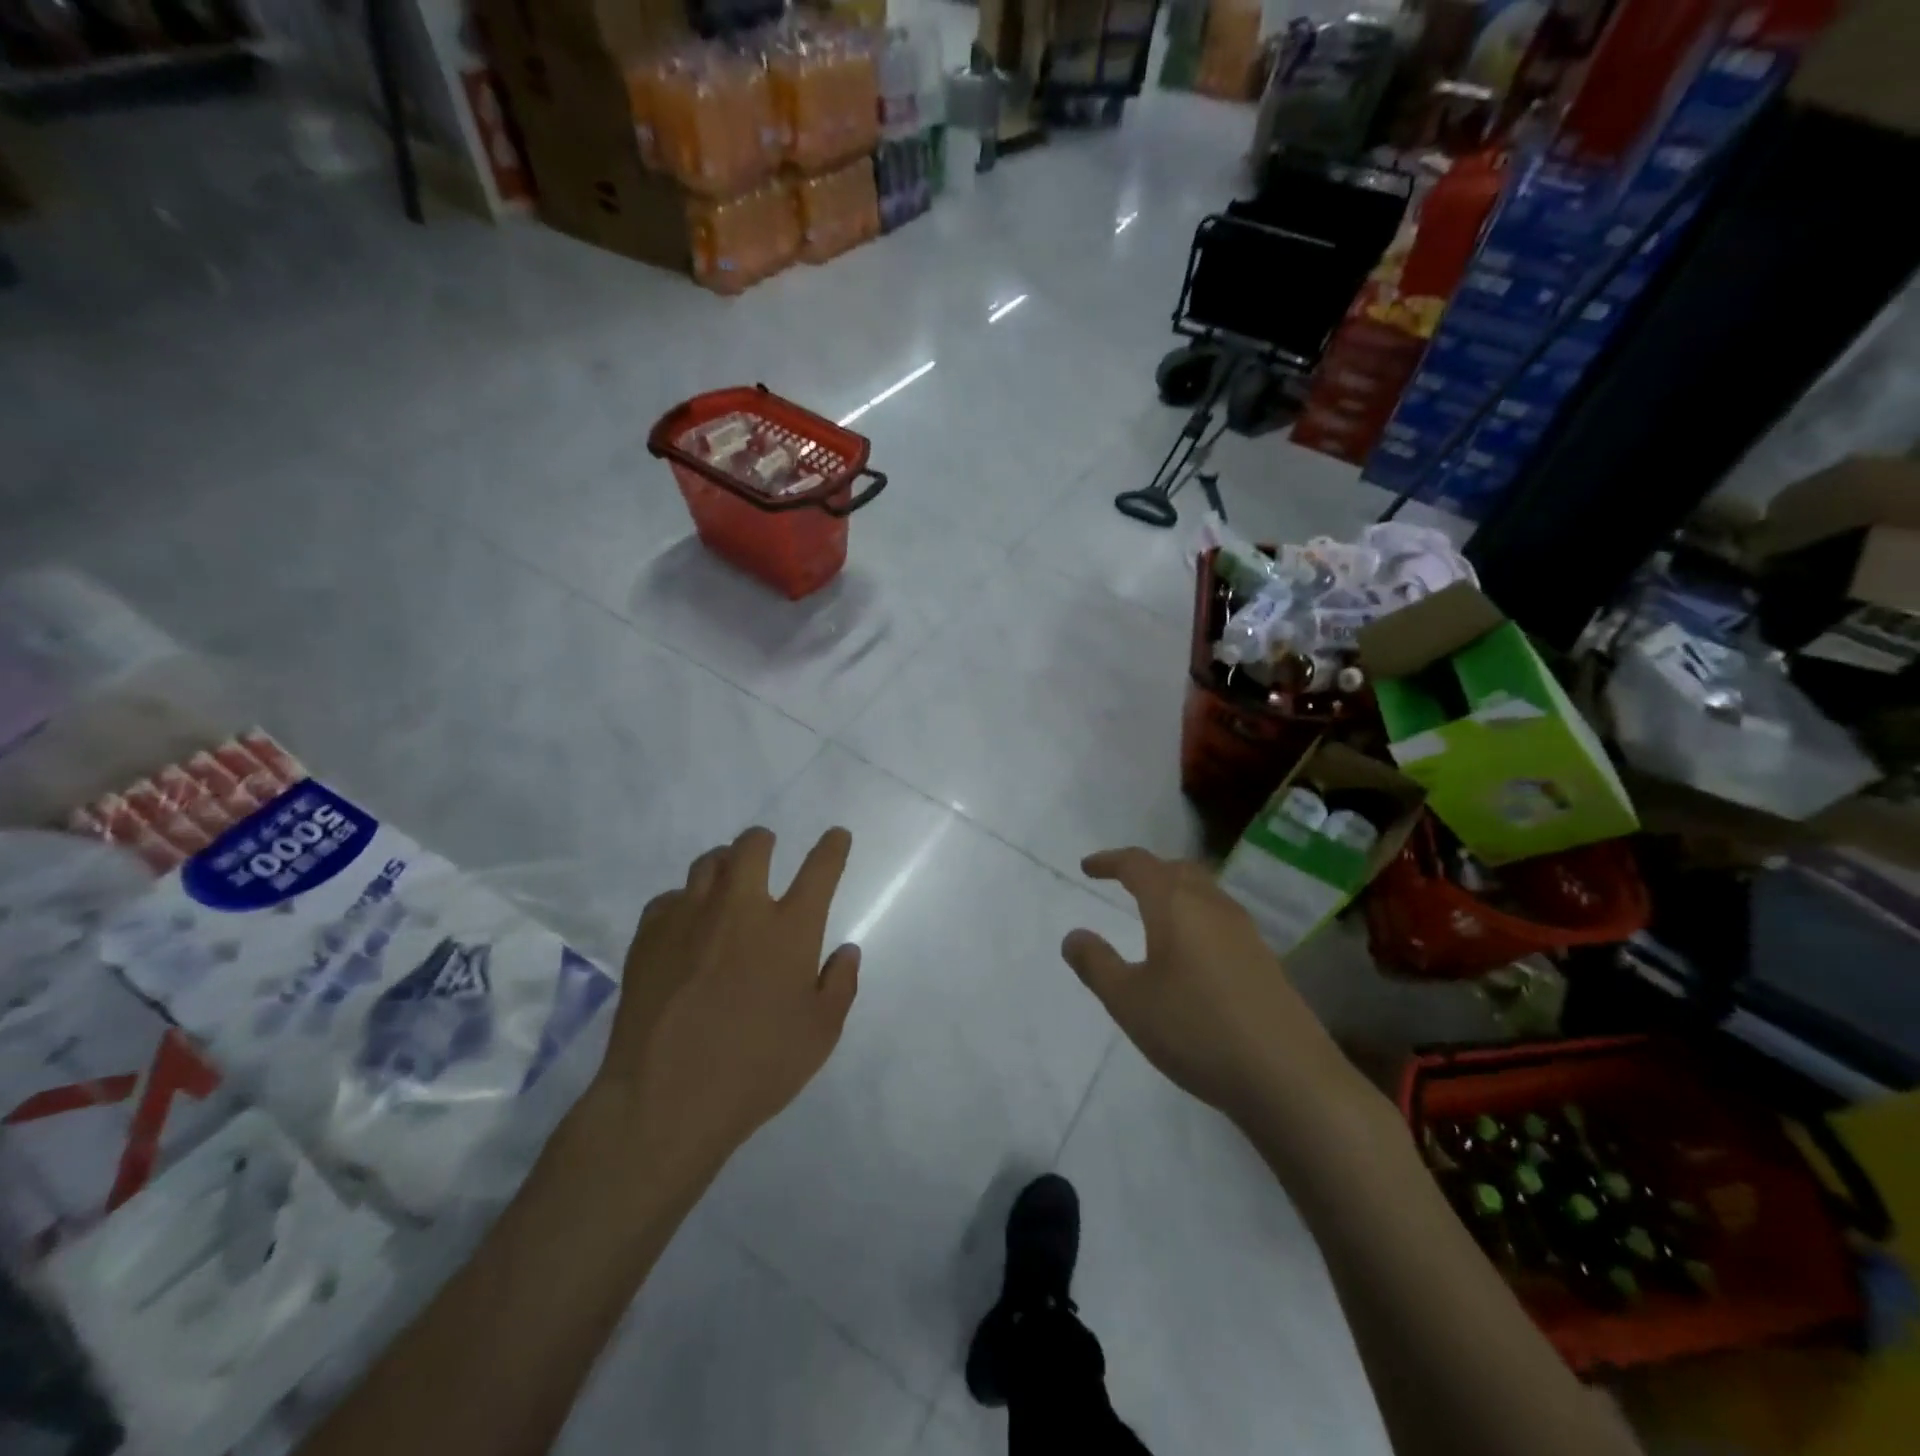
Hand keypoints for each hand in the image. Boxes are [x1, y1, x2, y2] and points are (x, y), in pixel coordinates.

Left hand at [591, 827, 859, 1181]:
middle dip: (764, 841)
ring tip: (727, 882)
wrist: (663, 1101)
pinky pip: (670, 899)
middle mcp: (739, 909)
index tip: (836, 836)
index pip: (820, 869)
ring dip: (724, 864)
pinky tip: (686, 926)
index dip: (832, 847)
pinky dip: (685, 902)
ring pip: (708, 864)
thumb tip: (847, 951)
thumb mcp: (820, 1036)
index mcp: (789, 929)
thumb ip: (840, 986)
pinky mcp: (649, 937)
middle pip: (752, 846)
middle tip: (766, 850)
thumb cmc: (755, 1069)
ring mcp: (689, 918)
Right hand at [1061, 847, 1358, 1126]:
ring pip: (1204, 891)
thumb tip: (1074, 935)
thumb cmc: (1196, 1029)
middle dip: (1146, 870)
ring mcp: (1245, 931)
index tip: (1088, 867)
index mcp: (1175, 904)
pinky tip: (1190, 952)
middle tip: (1121, 882)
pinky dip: (1195, 916)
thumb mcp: (1129, 1001)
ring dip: (1174, 891)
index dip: (1110, 861)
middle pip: (1177, 869)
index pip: (1138, 864)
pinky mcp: (1264, 959)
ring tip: (1153, 913)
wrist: (1288, 1077)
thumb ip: (1096, 964)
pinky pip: (1220, 918)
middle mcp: (1213, 906)